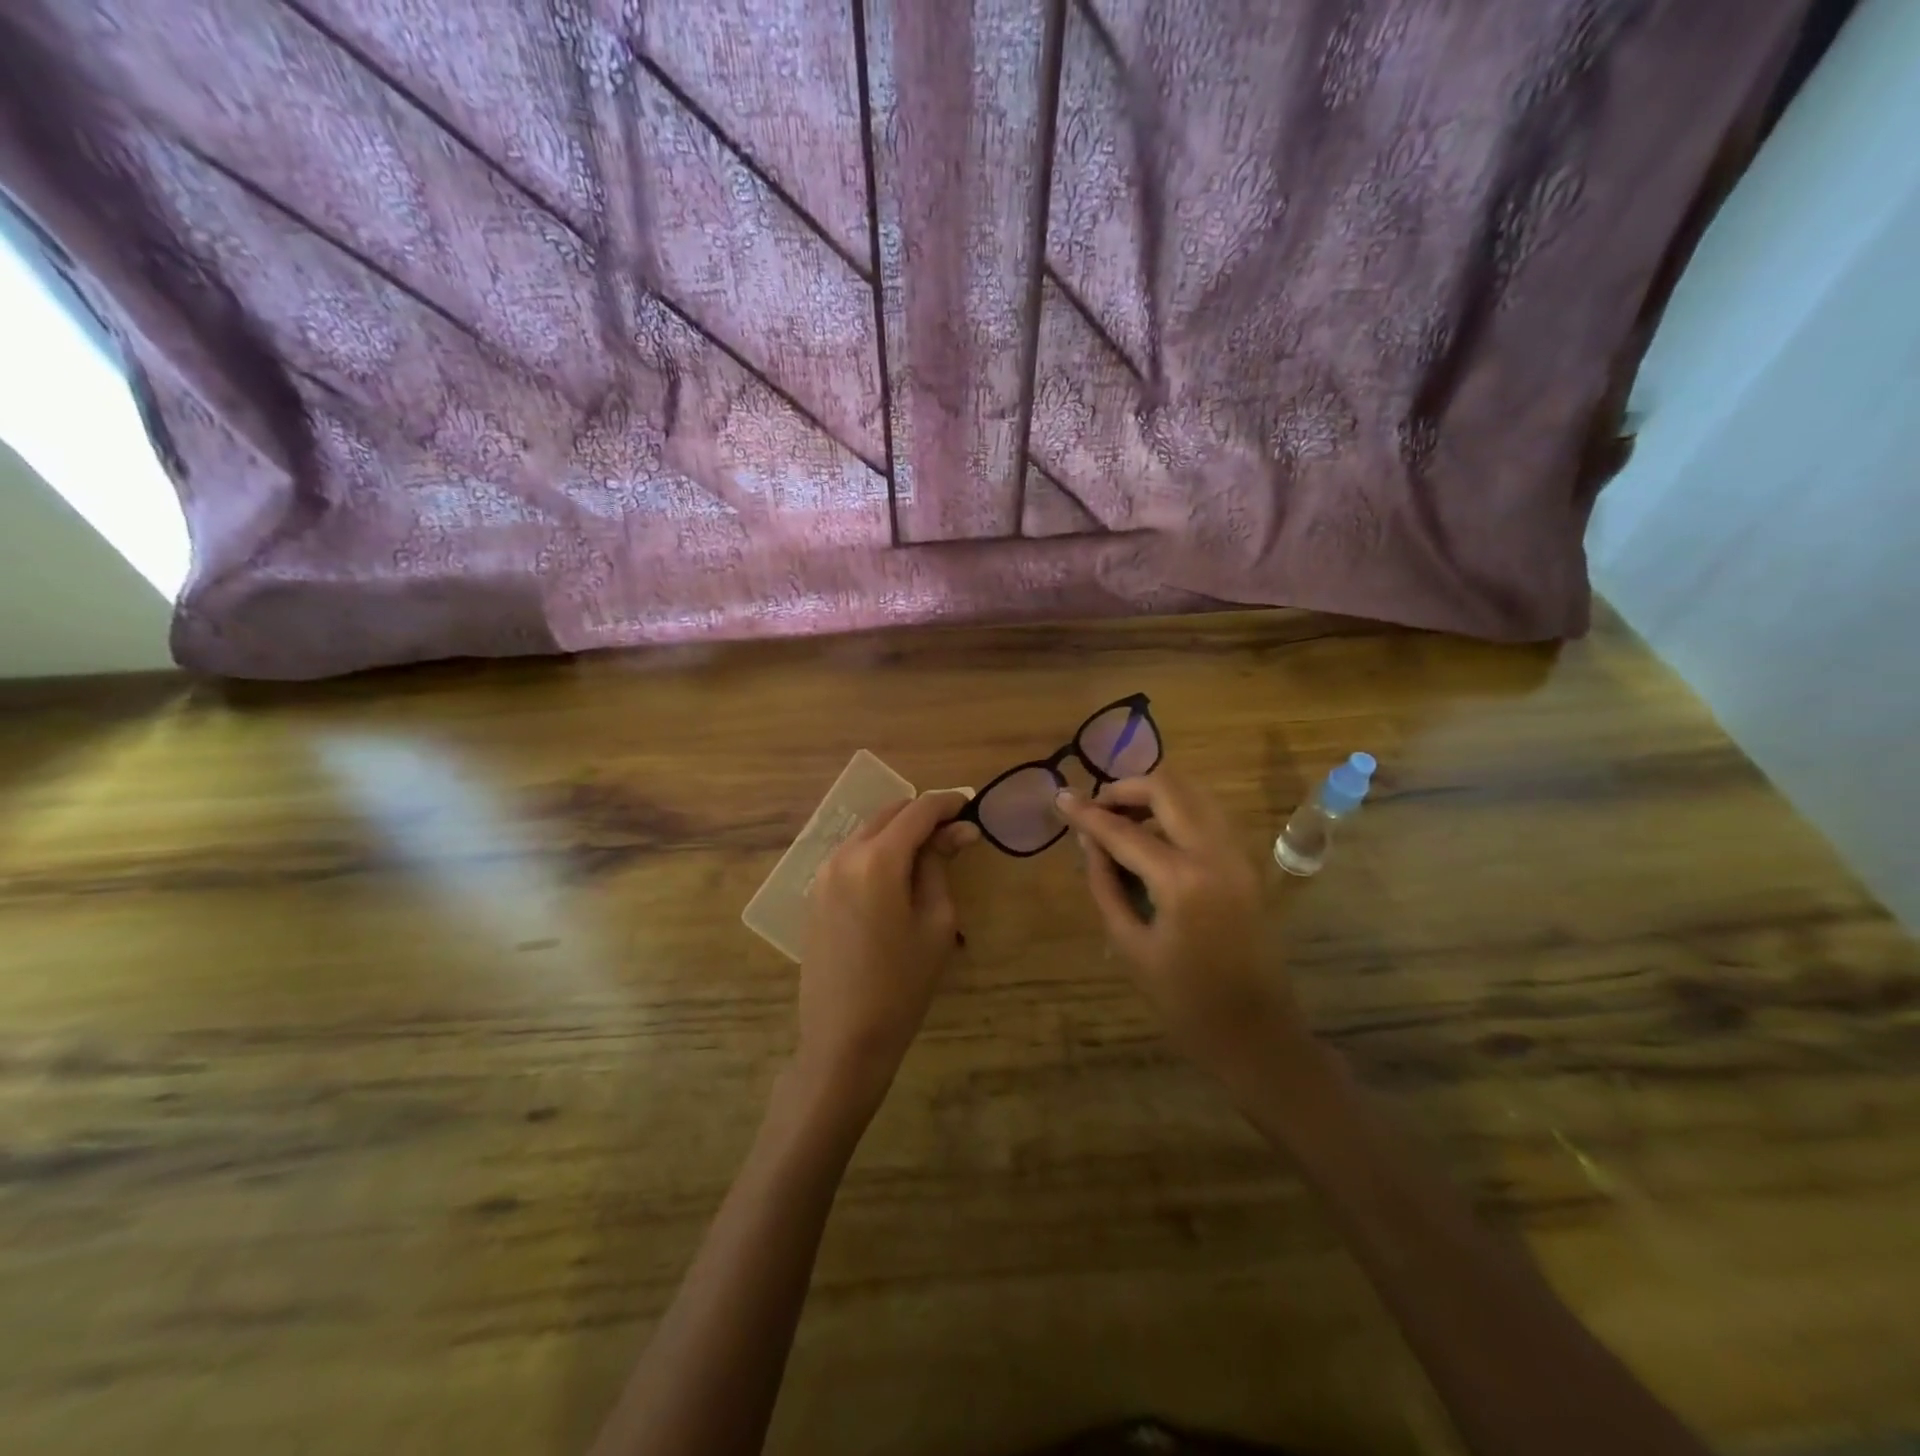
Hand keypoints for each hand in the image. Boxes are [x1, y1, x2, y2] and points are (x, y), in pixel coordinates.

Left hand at [795, 791, 977, 1116]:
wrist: (843, 1039)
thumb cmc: (902, 984)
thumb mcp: (935, 922)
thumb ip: (940, 865)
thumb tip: (959, 830)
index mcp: (876, 859)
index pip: (918, 811)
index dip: (948, 803)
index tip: (972, 806)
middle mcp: (843, 855)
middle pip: (889, 814)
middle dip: (923, 815)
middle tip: (956, 833)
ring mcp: (823, 873)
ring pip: (868, 832)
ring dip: (899, 833)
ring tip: (930, 855)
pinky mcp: (815, 893)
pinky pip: (852, 855)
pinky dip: (878, 851)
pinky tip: (898, 876)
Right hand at [1055, 770, 1312, 1087]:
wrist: (1257, 1034)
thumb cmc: (1184, 1002)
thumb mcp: (1130, 945)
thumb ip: (1106, 885)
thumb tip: (1089, 841)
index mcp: (1182, 880)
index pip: (1123, 831)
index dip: (1087, 813)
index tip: (1060, 799)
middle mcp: (1216, 853)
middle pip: (1168, 789)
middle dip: (1126, 788)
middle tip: (1096, 807)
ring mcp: (1238, 855)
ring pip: (1194, 794)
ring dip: (1154, 796)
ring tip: (1120, 818)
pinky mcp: (1248, 864)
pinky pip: (1209, 816)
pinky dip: (1177, 812)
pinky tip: (1153, 837)